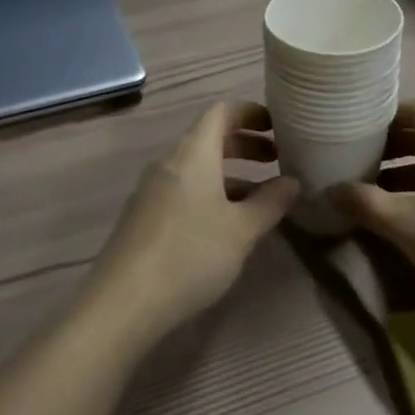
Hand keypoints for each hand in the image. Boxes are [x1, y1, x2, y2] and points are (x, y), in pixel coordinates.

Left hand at [84, 101, 300, 348]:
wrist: (123, 302)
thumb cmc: (190, 255)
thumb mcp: (241, 231)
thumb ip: (270, 203)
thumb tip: (291, 182)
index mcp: (192, 154)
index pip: (221, 112)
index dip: (250, 112)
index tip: (277, 125)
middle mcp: (169, 163)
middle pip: (209, 139)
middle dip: (245, 144)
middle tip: (277, 159)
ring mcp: (152, 190)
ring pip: (197, 168)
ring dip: (231, 174)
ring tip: (261, 198)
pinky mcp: (144, 217)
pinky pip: (184, 190)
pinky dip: (211, 194)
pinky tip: (227, 225)